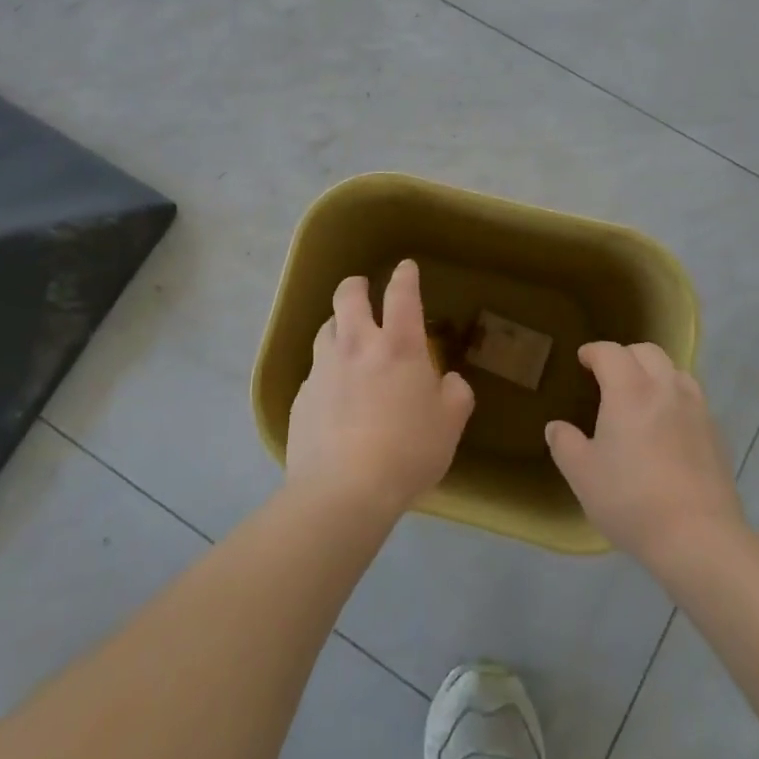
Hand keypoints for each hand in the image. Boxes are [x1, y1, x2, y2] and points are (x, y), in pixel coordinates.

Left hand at [287, 259, 475, 520]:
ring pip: (326, 328)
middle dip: (357, 285)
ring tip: (347, 339)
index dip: (405, 276)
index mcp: (398, 346)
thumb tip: (449, 380)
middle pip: (348, 295)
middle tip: (363, 289)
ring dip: (338, 325)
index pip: (402, 294)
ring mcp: (324, 369)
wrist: (343, 491)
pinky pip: (315, 371)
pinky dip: (327, 371)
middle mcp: (357, 346)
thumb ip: (455, 394)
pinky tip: (334, 394)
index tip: (405, 267)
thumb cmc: (407, 451)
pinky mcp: (302, 396)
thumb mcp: (449, 425)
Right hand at [547, 342, 746, 570]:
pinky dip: (676, 399)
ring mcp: (696, 409)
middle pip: (647, 352)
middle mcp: (665, 388)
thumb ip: (565, 444)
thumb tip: (556, 427)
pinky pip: (693, 400)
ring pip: (675, 371)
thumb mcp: (582, 475)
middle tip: (610, 375)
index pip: (610, 352)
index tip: (583, 359)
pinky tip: (669, 427)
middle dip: (625, 355)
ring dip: (655, 373)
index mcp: (629, 390)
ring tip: (642, 396)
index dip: (593, 351)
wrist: (699, 538)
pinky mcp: (716, 434)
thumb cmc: (631, 500)